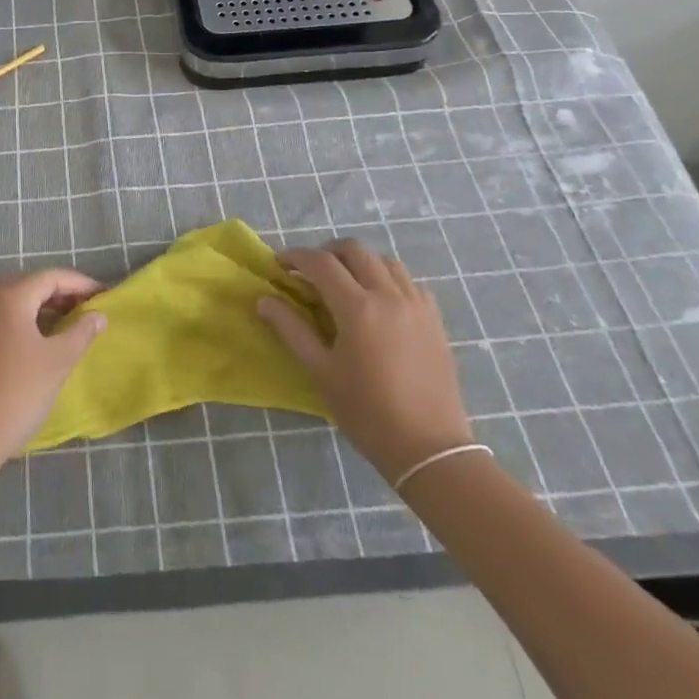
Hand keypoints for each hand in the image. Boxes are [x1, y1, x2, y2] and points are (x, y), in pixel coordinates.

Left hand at [0, 268, 105, 475]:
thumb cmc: (16, 393)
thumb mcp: (58, 362)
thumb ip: (81, 333)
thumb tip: (98, 315)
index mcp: (10, 297)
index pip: (52, 277)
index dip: (80, 284)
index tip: (104, 296)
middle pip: (31, 285)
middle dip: (61, 294)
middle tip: (86, 310)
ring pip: (15, 303)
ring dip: (42, 309)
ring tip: (67, 327)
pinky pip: (2, 320)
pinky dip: (24, 323)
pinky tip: (38, 345)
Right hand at [257, 238, 473, 485]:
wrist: (429, 448)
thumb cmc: (367, 412)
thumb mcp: (321, 372)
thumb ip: (291, 330)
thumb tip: (264, 300)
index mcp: (357, 307)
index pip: (320, 263)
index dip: (296, 257)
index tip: (280, 265)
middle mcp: (389, 295)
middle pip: (354, 250)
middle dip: (327, 253)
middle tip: (311, 273)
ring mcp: (416, 304)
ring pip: (385, 260)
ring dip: (360, 262)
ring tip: (346, 284)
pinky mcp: (435, 319)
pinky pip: (410, 282)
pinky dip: (389, 279)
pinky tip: (380, 302)